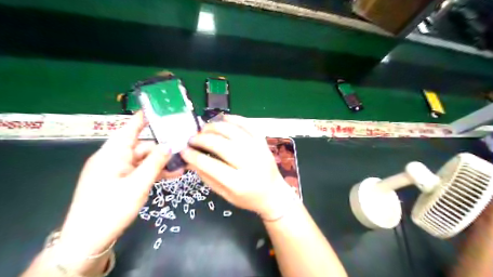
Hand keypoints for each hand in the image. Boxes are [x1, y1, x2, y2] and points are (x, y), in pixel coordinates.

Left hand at [58, 111, 173, 259]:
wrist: (87, 240)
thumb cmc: (111, 208)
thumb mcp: (138, 184)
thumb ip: (155, 163)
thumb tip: (169, 145)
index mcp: (112, 153)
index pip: (130, 128)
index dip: (144, 117)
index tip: (160, 109)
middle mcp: (114, 158)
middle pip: (141, 146)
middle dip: (162, 148)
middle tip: (183, 149)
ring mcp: (117, 170)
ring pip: (142, 160)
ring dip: (161, 163)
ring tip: (182, 165)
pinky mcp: (119, 181)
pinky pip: (139, 171)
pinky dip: (154, 172)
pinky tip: (171, 175)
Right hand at [181, 115, 294, 220]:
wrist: (274, 194)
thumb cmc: (248, 198)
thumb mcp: (225, 195)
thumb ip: (207, 177)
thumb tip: (190, 161)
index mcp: (239, 183)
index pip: (211, 165)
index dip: (194, 156)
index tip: (184, 150)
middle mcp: (250, 164)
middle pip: (221, 145)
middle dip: (202, 139)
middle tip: (192, 138)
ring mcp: (259, 150)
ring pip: (234, 131)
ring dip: (215, 126)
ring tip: (204, 129)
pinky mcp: (264, 143)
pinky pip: (249, 125)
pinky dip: (235, 119)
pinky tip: (223, 119)